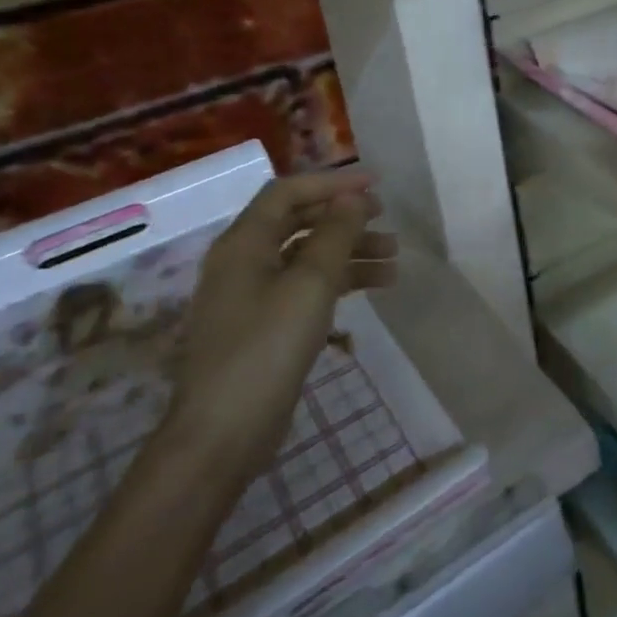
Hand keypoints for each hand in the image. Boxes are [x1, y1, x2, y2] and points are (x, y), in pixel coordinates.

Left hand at [165, 169, 396, 480]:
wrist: (222, 434)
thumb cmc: (266, 348)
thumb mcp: (309, 284)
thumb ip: (335, 234)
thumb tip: (353, 197)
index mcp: (244, 243)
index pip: (287, 192)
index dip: (332, 182)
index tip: (375, 184)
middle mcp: (244, 262)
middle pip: (299, 223)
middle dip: (345, 219)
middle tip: (386, 220)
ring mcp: (252, 296)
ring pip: (307, 258)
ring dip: (349, 252)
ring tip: (393, 261)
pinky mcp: (264, 326)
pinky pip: (305, 288)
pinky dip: (339, 282)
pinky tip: (373, 289)